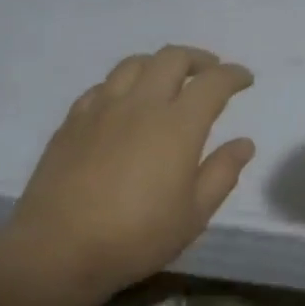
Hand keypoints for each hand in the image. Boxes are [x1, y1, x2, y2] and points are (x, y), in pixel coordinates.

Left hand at [0, 46, 255, 305]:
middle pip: (171, 59)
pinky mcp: (72, 121)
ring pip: (133, 64)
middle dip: (198, 59)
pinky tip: (124, 102)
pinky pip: (102, 86)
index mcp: (177, 125)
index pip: (212, 83)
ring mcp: (101, 109)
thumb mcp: (193, 215)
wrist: (60, 246)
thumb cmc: (137, 236)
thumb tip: (243, 143)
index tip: (245, 79)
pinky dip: (124, 84)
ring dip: (159, 64)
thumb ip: (221, 173)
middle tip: (211, 72)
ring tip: (168, 80)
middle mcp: (140, 104)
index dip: (232, 75)